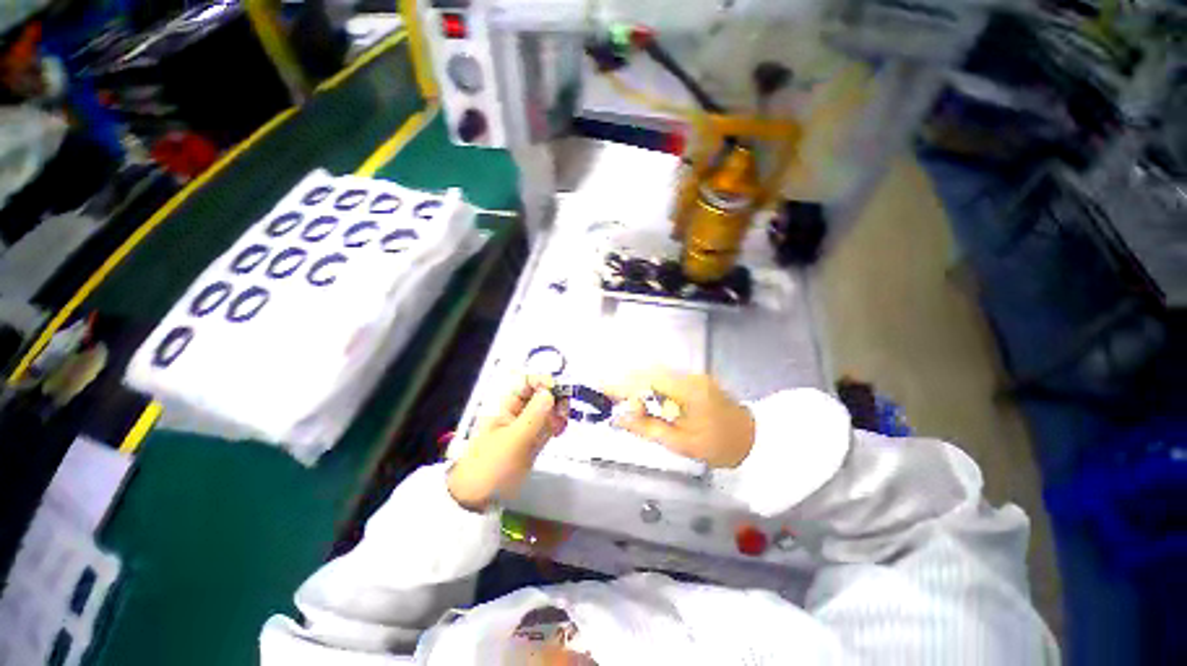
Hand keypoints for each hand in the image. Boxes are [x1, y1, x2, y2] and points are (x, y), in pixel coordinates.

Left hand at [447, 376, 567, 510]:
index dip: (544, 381)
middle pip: (540, 394)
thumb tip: (550, 392)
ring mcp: (524, 428)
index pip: (527, 382)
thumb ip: (534, 416)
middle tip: (564, 411)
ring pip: (547, 411)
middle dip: (555, 398)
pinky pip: (547, 427)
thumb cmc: (490, 467)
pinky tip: (559, 431)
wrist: (474, 502)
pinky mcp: (531, 442)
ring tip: (561, 425)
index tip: (560, 391)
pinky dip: (555, 425)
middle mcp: (516, 412)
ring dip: (558, 412)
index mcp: (505, 405)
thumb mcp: (513, 440)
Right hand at [605, 368, 754, 468]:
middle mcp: (687, 375)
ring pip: (654, 373)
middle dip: (625, 383)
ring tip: (624, 403)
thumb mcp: (680, 443)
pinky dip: (648, 387)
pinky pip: (663, 378)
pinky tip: (643, 401)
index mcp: (686, 390)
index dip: (621, 383)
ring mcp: (691, 375)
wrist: (753, 438)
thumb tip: (619, 417)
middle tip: (610, 399)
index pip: (645, 380)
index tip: (601, 389)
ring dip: (636, 385)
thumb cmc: (718, 445)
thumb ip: (647, 427)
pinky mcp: (692, 379)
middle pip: (647, 372)